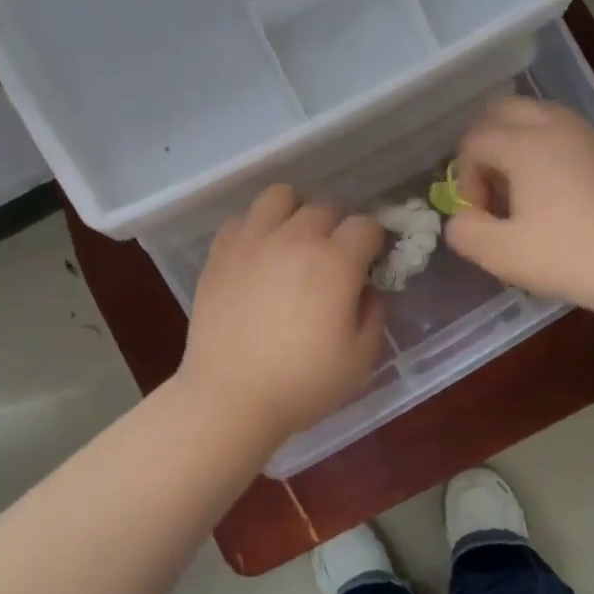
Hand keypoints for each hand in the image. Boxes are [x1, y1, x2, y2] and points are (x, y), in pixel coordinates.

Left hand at [179, 185, 386, 441]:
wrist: (230, 397)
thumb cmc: (302, 384)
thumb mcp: (360, 359)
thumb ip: (374, 314)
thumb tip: (368, 289)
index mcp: (335, 262)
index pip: (367, 226)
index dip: (374, 243)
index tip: (369, 265)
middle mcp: (294, 239)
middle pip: (326, 207)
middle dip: (337, 229)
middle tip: (332, 262)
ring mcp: (252, 241)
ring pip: (280, 196)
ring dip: (295, 213)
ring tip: (293, 244)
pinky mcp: (219, 253)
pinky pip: (242, 219)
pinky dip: (255, 229)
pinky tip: (258, 257)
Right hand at [446, 96, 593, 312]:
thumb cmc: (567, 256)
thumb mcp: (500, 254)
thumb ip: (464, 231)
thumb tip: (461, 217)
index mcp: (525, 144)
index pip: (474, 140)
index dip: (465, 178)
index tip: (480, 215)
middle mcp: (555, 126)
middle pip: (502, 112)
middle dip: (485, 147)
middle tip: (491, 191)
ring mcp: (585, 134)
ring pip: (534, 118)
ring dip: (514, 146)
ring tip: (520, 193)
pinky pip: (560, 133)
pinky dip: (543, 151)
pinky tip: (550, 195)